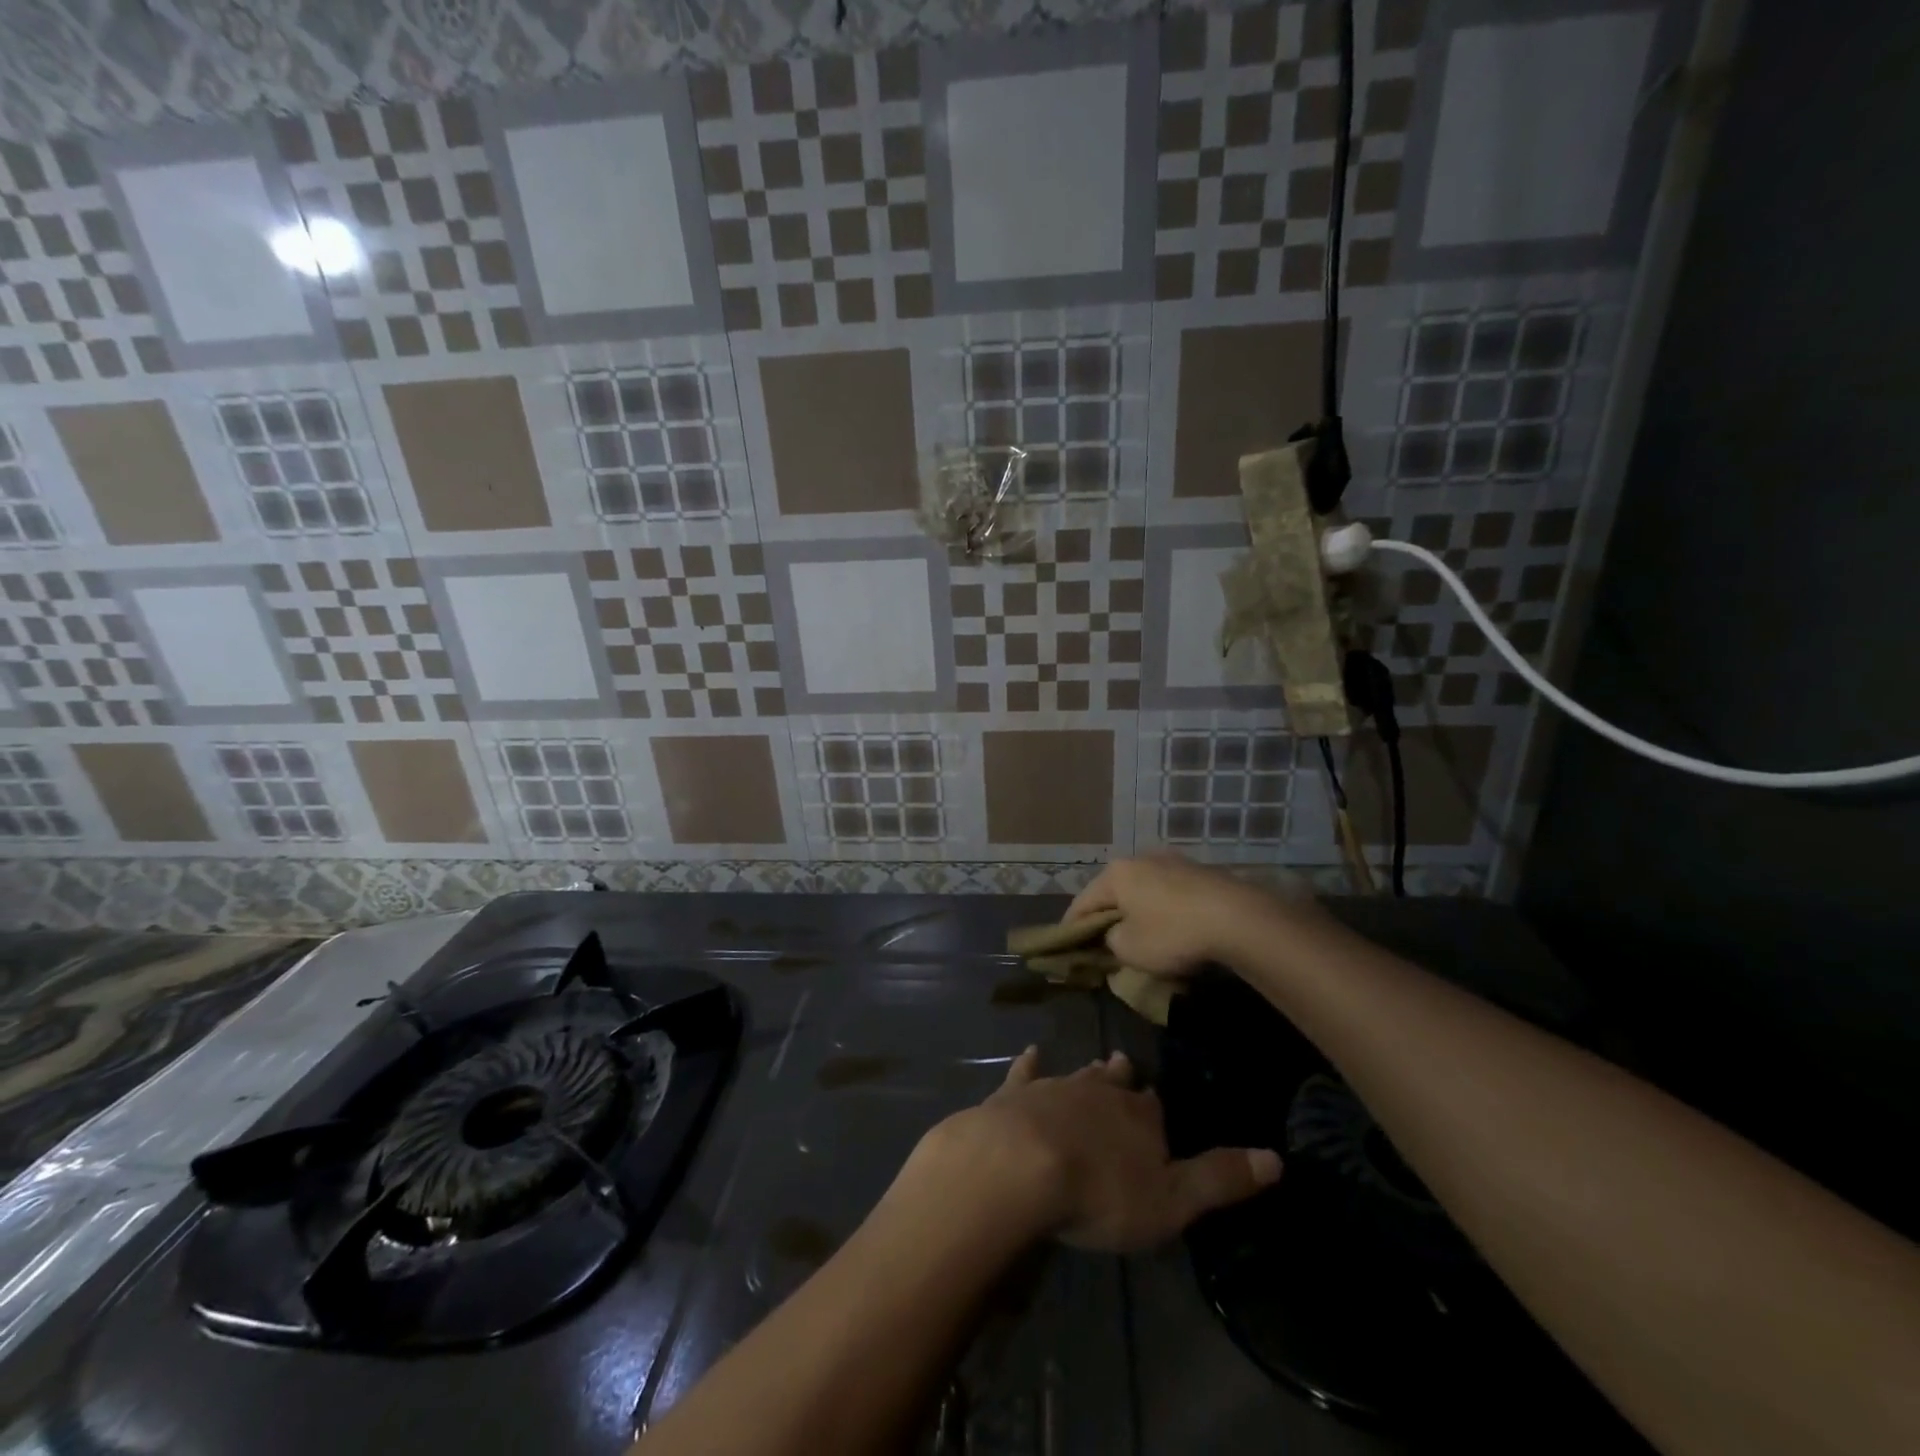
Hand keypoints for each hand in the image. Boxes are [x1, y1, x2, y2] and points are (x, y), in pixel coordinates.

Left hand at [911, 1047, 1280, 1253]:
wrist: (1020, 1165)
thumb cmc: (1100, 1191)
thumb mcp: (1172, 1200)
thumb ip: (1219, 1178)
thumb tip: (1277, 1157)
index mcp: (1139, 1117)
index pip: (1155, 1107)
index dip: (1157, 1108)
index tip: (1158, 1103)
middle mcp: (1099, 1091)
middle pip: (1116, 1083)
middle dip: (1123, 1078)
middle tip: (1126, 1067)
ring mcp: (1054, 1088)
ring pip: (1078, 1075)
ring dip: (1089, 1073)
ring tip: (1099, 1064)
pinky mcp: (1014, 1094)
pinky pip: (1025, 1073)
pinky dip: (1030, 1065)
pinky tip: (1031, 1053)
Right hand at [1065, 853, 1323, 977]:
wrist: (1238, 919)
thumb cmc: (1173, 933)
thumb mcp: (1130, 949)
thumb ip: (1111, 941)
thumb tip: (1115, 935)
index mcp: (1116, 874)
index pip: (1082, 902)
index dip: (1072, 927)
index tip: (1067, 946)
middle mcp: (1140, 858)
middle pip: (1113, 892)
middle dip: (1107, 917)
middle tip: (1104, 942)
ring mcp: (1173, 861)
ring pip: (1143, 890)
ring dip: (1137, 911)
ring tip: (1140, 935)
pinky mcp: (1200, 872)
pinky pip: (1170, 893)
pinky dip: (1164, 910)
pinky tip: (1172, 928)